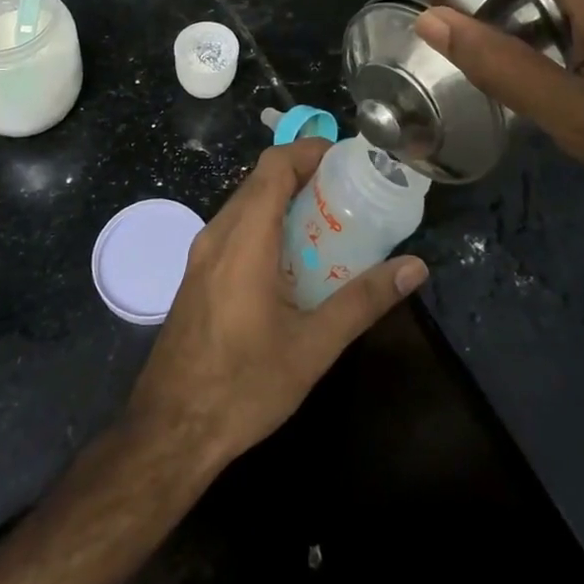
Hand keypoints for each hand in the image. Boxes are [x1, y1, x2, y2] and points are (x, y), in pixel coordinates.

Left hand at [126, 139, 428, 470]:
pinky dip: (267, 223)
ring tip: (329, 221)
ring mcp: (201, 255)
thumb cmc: (243, 387)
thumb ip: (364, 300)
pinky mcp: (197, 275)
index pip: (274, 165)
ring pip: (246, 203)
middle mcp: (217, 234)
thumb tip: (414, 267)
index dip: (310, 151)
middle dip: (305, 174)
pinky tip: (294, 259)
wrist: (169, 433)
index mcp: (243, 239)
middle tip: (349, 192)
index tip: (348, 160)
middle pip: (260, 179)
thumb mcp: (313, 347)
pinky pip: (235, 228)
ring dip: (285, 200)